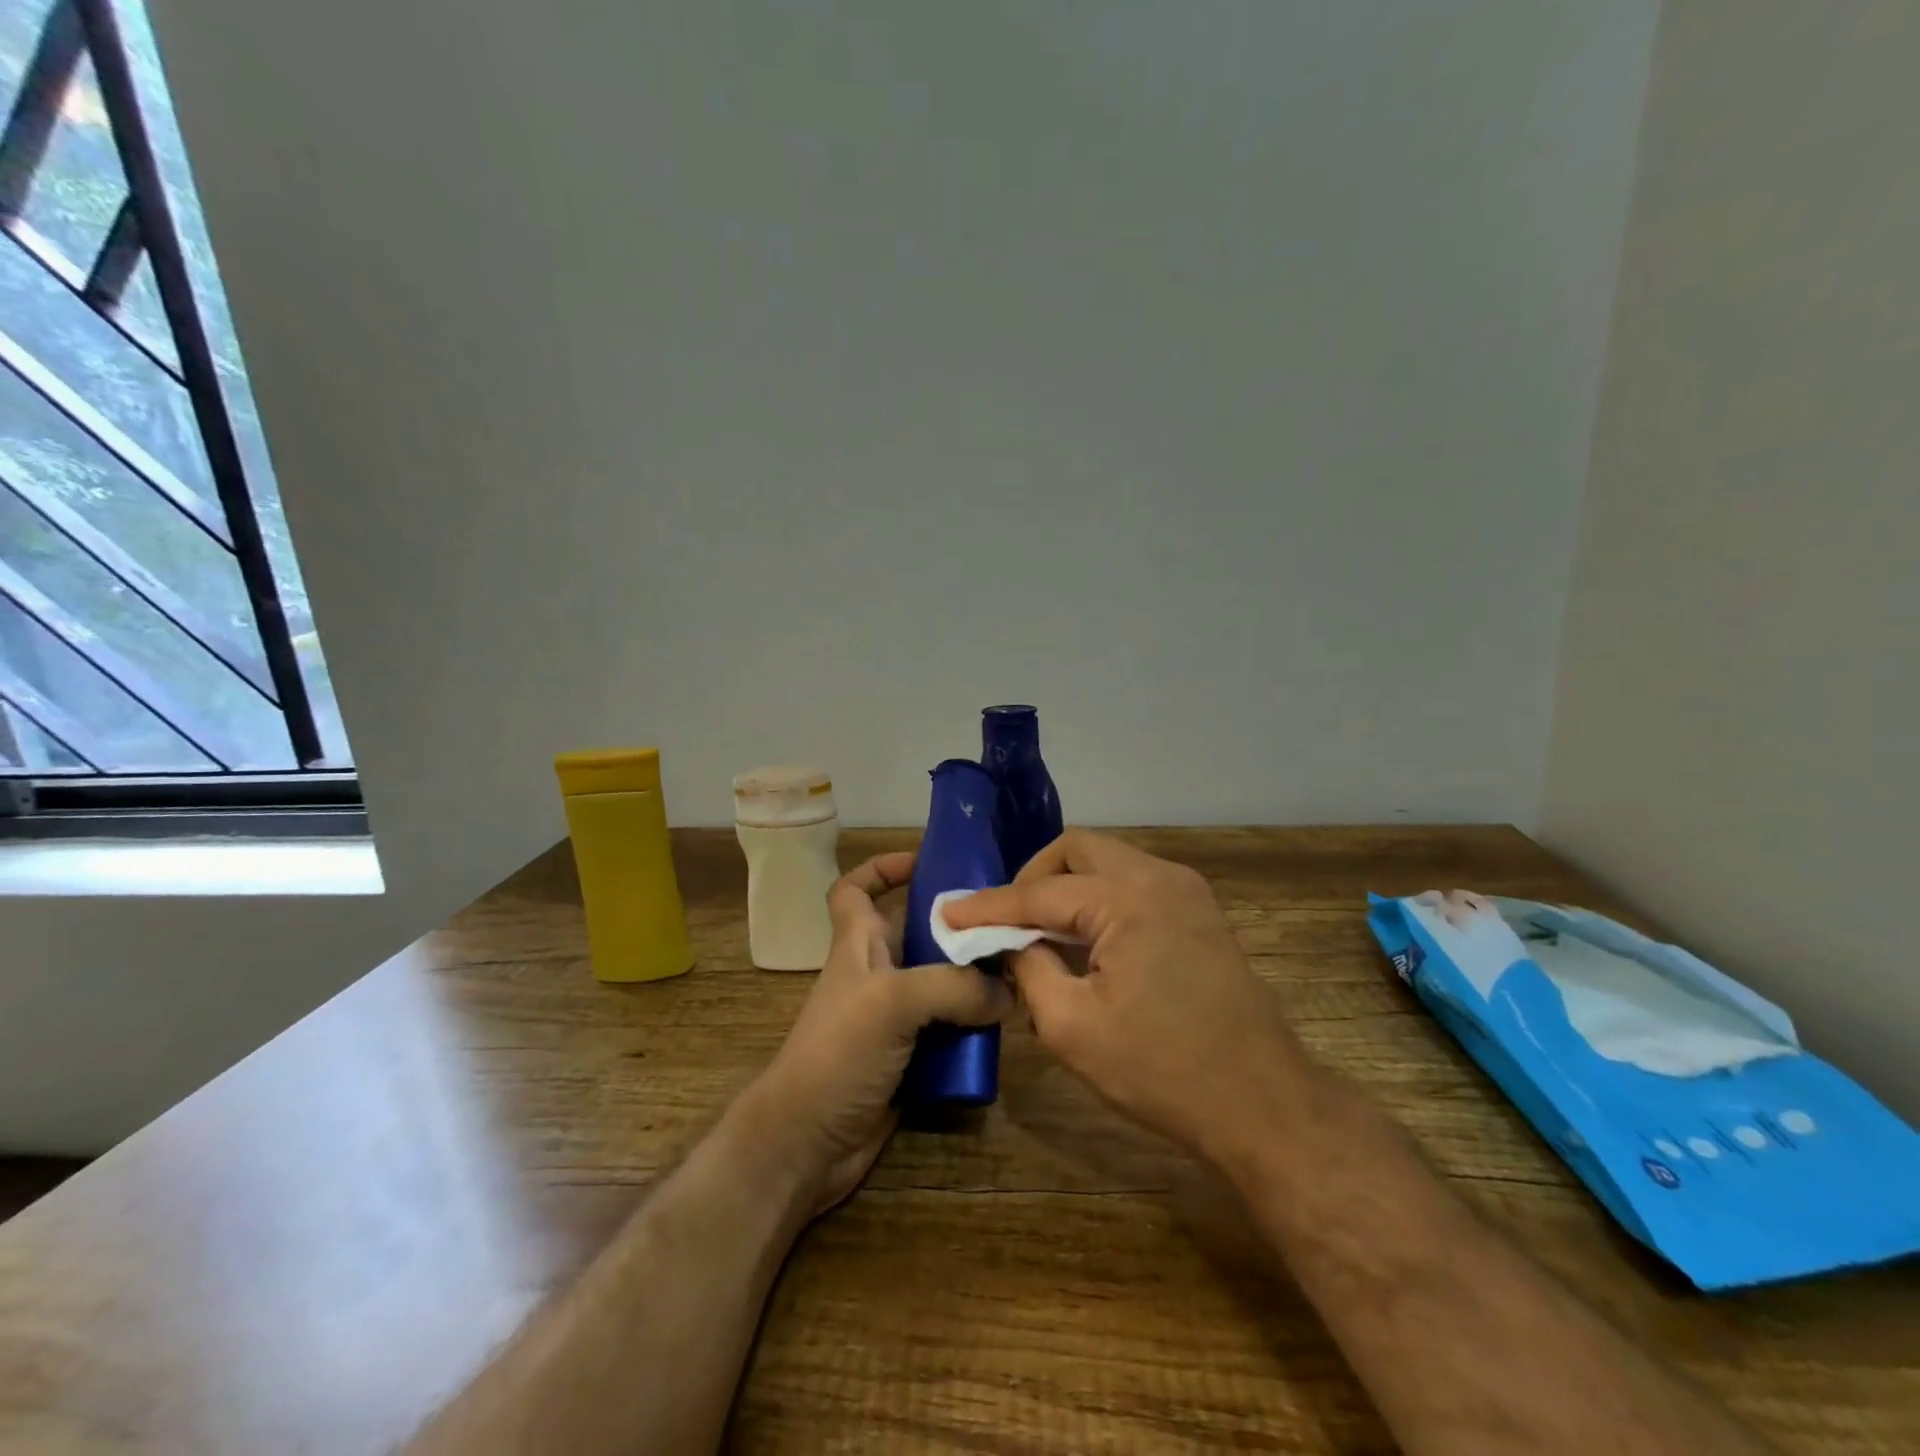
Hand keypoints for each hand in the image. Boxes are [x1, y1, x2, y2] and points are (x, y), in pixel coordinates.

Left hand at [746, 851, 1010, 1216]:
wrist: (808, 1144)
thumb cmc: (837, 1053)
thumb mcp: (892, 1001)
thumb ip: (953, 986)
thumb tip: (1007, 992)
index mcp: (858, 944)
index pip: (855, 889)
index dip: (882, 868)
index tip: (925, 861)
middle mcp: (878, 974)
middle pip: (919, 933)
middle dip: (958, 926)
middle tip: (1009, 923)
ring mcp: (894, 1018)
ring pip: (942, 983)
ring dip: (976, 979)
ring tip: (1021, 971)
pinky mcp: (911, 1057)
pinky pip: (951, 1029)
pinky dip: (975, 1026)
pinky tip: (1008, 1026)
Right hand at [943, 829, 1304, 1166]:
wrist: (1263, 1104)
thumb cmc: (1163, 1071)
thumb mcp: (1071, 1028)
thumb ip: (1029, 970)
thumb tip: (1013, 944)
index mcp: (1129, 899)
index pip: (1040, 892)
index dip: (988, 906)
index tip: (947, 914)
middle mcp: (1161, 877)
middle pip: (1078, 850)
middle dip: (1033, 877)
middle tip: (1006, 920)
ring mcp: (1187, 891)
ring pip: (1108, 862)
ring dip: (1067, 887)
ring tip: (1039, 932)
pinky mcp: (1199, 912)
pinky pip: (1133, 884)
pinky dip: (1098, 900)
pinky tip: (1084, 941)